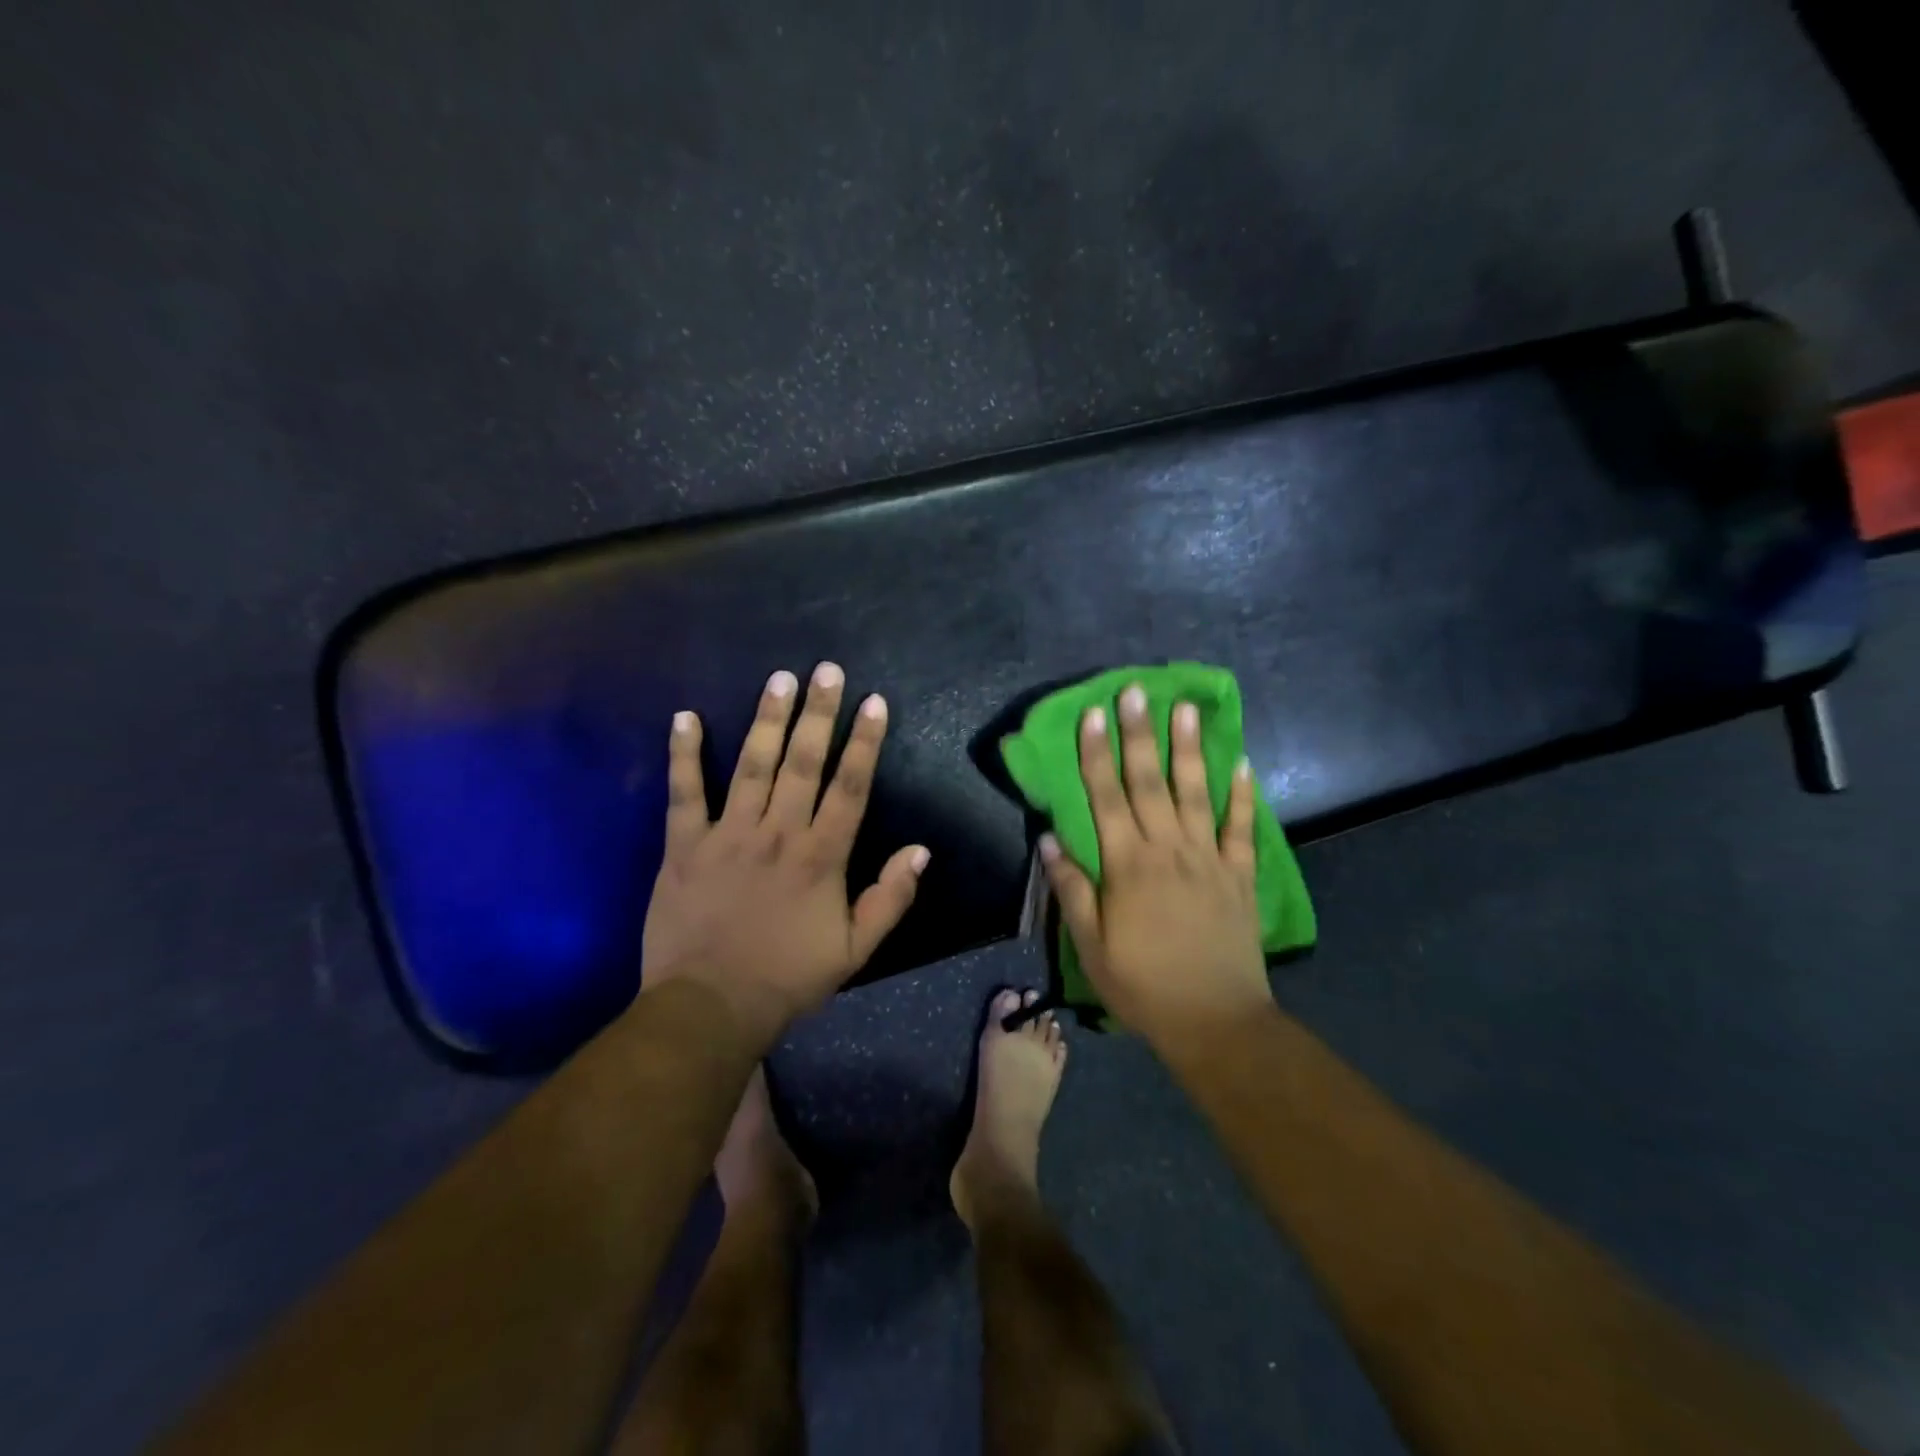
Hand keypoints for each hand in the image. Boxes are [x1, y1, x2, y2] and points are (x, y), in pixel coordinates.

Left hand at [640, 663, 929, 1046]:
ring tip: (779, 679)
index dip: (864, 742)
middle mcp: (778, 833)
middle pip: (803, 762)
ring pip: (751, 765)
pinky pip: (684, 793)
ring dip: (766, 719)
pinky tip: (684, 717)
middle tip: (826, 670)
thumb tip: (920, 850)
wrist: (710, 1007)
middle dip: (818, 713)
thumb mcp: (856, 949)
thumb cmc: (788, 977)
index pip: (850, 787)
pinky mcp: (684, 846)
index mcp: (821, 856)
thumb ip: (890, 898)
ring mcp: (728, 835)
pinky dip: (683, 754)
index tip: (873, 702)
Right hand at [1040, 682, 1272, 1053]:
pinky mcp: (1240, 875)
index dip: (1097, 754)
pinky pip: (1241, 827)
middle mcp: (1168, 850)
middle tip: (1137, 690)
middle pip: (1149, 783)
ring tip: (1187, 707)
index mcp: (1127, 866)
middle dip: (1140, 734)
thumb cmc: (1143, 986)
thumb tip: (1048, 839)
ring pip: (1197, 793)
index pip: (1106, 798)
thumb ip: (1071, 889)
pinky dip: (1243, 795)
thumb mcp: (1090, 947)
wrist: (1216, 1021)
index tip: (1094, 714)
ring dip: (1190, 748)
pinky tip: (1242, 763)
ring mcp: (1209, 859)